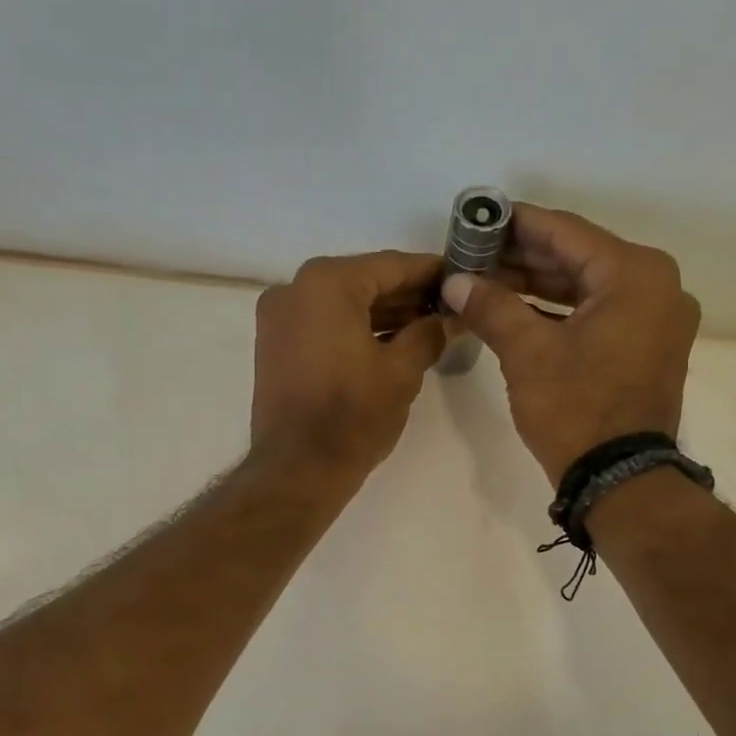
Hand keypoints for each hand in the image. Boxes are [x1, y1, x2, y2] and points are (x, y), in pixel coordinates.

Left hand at [251, 251, 447, 478]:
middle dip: (407, 296)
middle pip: (364, 282)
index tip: (461, 277)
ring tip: (427, 329)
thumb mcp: (402, 372)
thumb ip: (429, 334)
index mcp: (326, 283)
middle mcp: (294, 289)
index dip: (431, 272)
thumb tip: (446, 320)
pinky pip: (323, 326)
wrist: (297, 470)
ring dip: (383, 315)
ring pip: (342, 305)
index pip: (391, 265)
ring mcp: (278, 319)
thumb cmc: (352, 417)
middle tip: (449, 308)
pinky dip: (355, 331)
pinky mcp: (275, 348)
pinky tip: (391, 344)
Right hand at [441, 205, 699, 483]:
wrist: (619, 478)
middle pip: (579, 258)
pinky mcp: (647, 349)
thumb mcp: (527, 353)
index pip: (566, 232)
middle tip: (476, 252)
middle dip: (524, 257)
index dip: (518, 223)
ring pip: (588, 288)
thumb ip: (491, 307)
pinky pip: (599, 314)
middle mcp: (656, 286)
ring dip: (538, 285)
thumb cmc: (576, 408)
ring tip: (488, 279)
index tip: (481, 216)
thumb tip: (455, 282)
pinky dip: (560, 312)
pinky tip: (518, 310)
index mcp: (635, 274)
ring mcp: (656, 320)